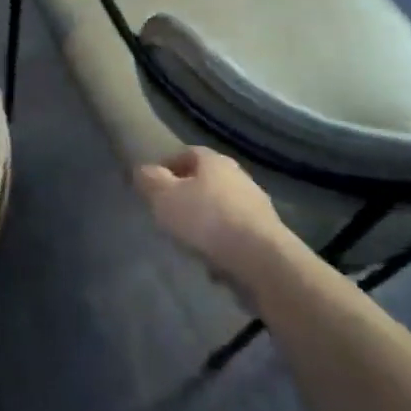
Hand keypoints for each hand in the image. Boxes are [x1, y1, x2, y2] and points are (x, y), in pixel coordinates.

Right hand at [134, 147, 293, 288]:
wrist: (261, 258)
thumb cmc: (206, 219)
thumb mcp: (164, 197)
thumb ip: (150, 181)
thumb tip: (143, 171)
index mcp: (215, 161)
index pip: (188, 152)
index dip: (168, 165)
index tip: (153, 183)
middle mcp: (239, 176)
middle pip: (207, 179)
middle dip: (188, 192)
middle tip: (169, 209)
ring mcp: (257, 204)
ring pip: (223, 205)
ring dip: (206, 217)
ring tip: (188, 237)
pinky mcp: (267, 232)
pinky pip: (236, 230)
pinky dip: (222, 238)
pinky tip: (211, 255)